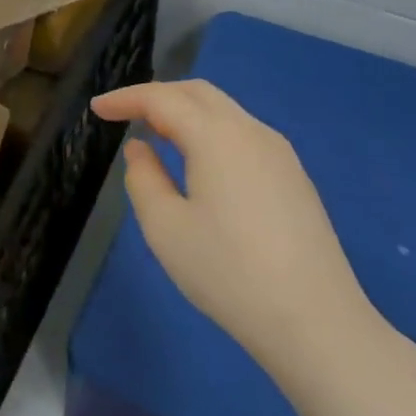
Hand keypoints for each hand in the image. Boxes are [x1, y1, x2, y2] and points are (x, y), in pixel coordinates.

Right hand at [91, 80, 385, 389]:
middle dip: (157, 95)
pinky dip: (210, 130)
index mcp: (217, 136)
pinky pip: (242, 133)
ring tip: (156, 134)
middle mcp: (251, 131)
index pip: (162, 98)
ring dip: (185, 111)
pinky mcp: (294, 177)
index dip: (125, 98)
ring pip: (224, 110)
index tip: (97, 108)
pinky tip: (199, 160)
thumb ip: (143, 178)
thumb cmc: (229, 273)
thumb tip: (141, 149)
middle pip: (197, 92)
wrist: (318, 323)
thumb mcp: (165, 228)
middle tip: (125, 114)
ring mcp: (279, 153)